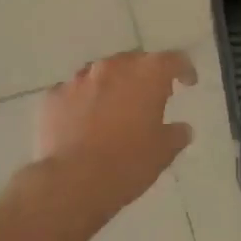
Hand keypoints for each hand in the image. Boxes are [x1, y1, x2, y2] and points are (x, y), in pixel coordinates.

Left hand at [31, 51, 197, 225]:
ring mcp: (78, 80)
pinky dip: (83, 102)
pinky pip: (73, 93)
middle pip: (134, 62)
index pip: (172, 60)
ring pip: (100, 74)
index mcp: (146, 75)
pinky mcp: (53, 97)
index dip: (183, 69)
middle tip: (150, 97)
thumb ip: (176, 135)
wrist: (73, 181)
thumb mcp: (163, 153)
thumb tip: (181, 129)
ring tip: (114, 109)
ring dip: (111, 86)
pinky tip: (84, 122)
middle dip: (144, 76)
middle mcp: (112, 68)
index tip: (188, 82)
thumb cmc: (128, 163)